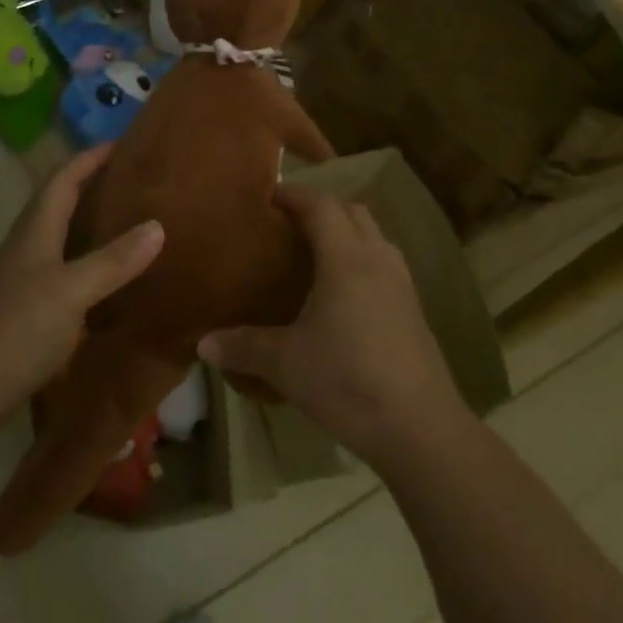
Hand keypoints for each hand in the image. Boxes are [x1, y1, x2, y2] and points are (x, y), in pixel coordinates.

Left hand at [0, 143, 163, 419]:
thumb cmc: (18, 328)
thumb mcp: (72, 290)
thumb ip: (113, 260)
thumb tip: (157, 226)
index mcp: (35, 230)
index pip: (63, 178)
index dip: (90, 157)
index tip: (123, 142)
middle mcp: (27, 245)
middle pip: (59, 201)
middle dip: (92, 183)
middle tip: (134, 179)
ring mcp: (24, 276)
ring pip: (61, 234)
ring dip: (90, 221)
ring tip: (129, 220)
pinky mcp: (26, 306)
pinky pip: (63, 266)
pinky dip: (88, 259)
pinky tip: (110, 276)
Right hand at [198, 184, 464, 469]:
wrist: (421, 429)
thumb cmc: (347, 381)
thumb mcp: (285, 364)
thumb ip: (243, 347)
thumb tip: (202, 343)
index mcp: (346, 259)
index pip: (321, 205)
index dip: (295, 194)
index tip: (269, 194)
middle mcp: (377, 260)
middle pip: (353, 212)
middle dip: (322, 208)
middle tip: (290, 223)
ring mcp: (403, 285)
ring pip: (375, 238)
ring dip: (348, 233)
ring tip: (317, 254)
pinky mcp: (416, 312)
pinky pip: (386, 266)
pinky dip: (364, 262)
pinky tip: (346, 295)